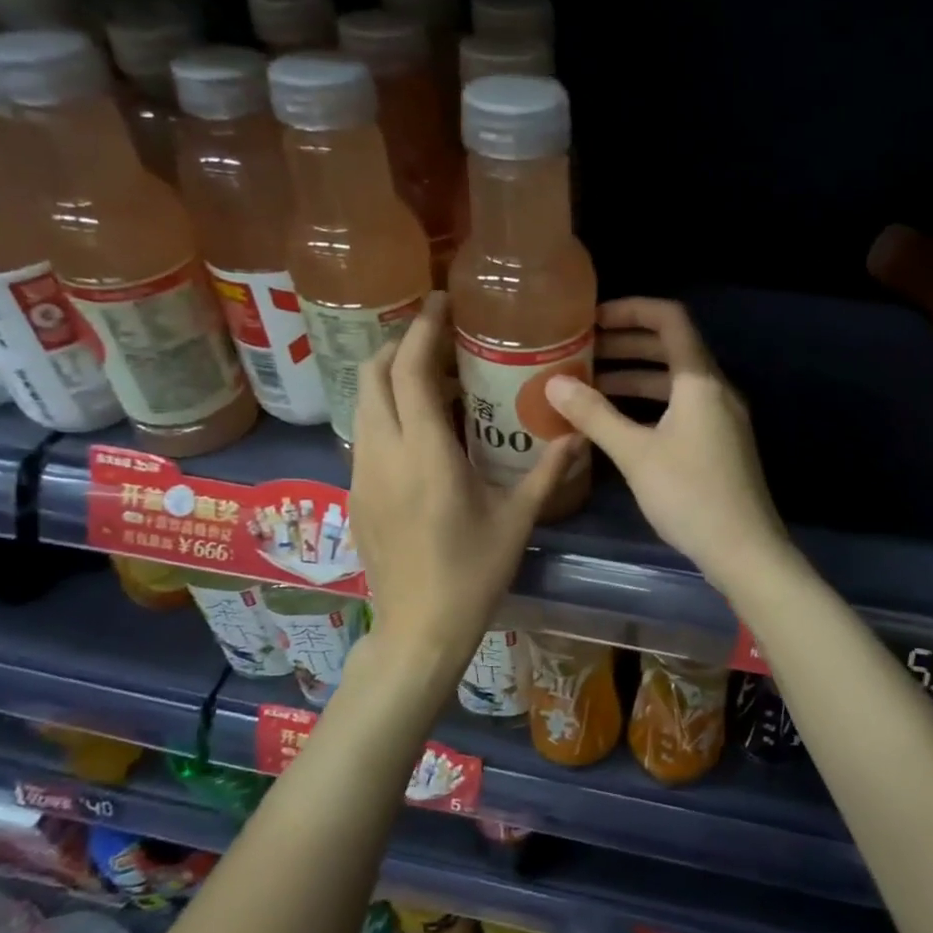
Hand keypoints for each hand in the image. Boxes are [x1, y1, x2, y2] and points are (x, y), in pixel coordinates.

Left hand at [351, 293, 582, 673]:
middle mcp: (385, 453)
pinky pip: (364, 433)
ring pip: (363, 403)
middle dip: (401, 345)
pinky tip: (417, 430)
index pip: (412, 371)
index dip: (422, 329)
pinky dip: (385, 411)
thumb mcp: (517, 520)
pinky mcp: (355, 493)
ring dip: (390, 378)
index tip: (439, 303)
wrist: (418, 629)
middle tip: (437, 338)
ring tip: (430, 378)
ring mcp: (362, 473)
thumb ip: (547, 472)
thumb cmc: (473, 574)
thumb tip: (577, 435)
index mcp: (426, 453)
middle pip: (374, 375)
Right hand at [544, 298, 786, 587]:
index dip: (631, 310)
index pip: (669, 319)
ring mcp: (721, 418)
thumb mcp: (635, 454)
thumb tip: (553, 383)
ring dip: (634, 377)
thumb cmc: (690, 495)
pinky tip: (619, 423)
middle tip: (582, 351)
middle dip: (625, 345)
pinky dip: (649, 405)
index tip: (592, 319)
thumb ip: (594, 415)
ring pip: (674, 382)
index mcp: (700, 381)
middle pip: (670, 349)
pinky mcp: (720, 444)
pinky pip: (681, 408)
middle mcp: (715, 390)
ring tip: (590, 386)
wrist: (745, 550)